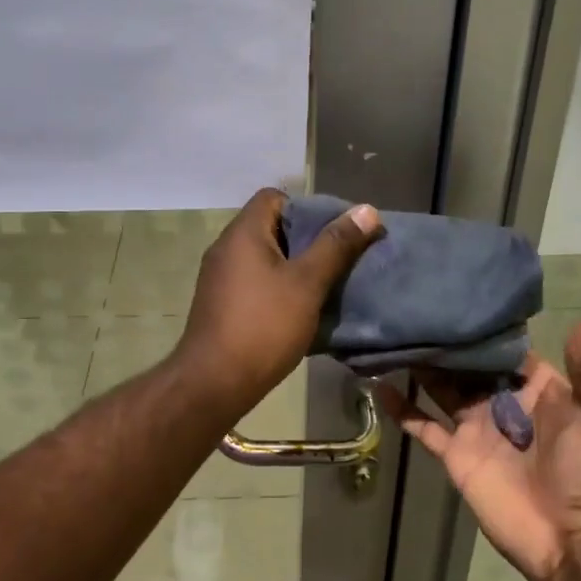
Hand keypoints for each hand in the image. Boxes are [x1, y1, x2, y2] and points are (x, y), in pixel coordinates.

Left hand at [172, 188, 381, 407]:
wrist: (213, 383)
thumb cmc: (264, 326)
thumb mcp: (307, 283)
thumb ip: (336, 245)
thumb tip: (366, 209)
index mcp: (243, 233)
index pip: (274, 197)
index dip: (306, 207)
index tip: (333, 231)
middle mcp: (226, 247)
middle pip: (270, 226)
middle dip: (306, 239)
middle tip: (337, 258)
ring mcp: (219, 277)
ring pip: (263, 257)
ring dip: (293, 266)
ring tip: (324, 283)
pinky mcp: (219, 303)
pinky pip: (253, 280)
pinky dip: (276, 286)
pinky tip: (299, 308)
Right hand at [383, 311, 580, 580]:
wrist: (578, 545)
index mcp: (538, 385)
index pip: (503, 345)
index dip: (481, 322)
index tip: (452, 292)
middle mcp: (503, 399)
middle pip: (467, 362)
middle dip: (444, 339)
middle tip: (410, 307)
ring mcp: (477, 427)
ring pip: (441, 386)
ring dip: (420, 364)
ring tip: (391, 334)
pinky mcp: (456, 455)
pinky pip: (423, 426)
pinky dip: (401, 408)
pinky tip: (377, 384)